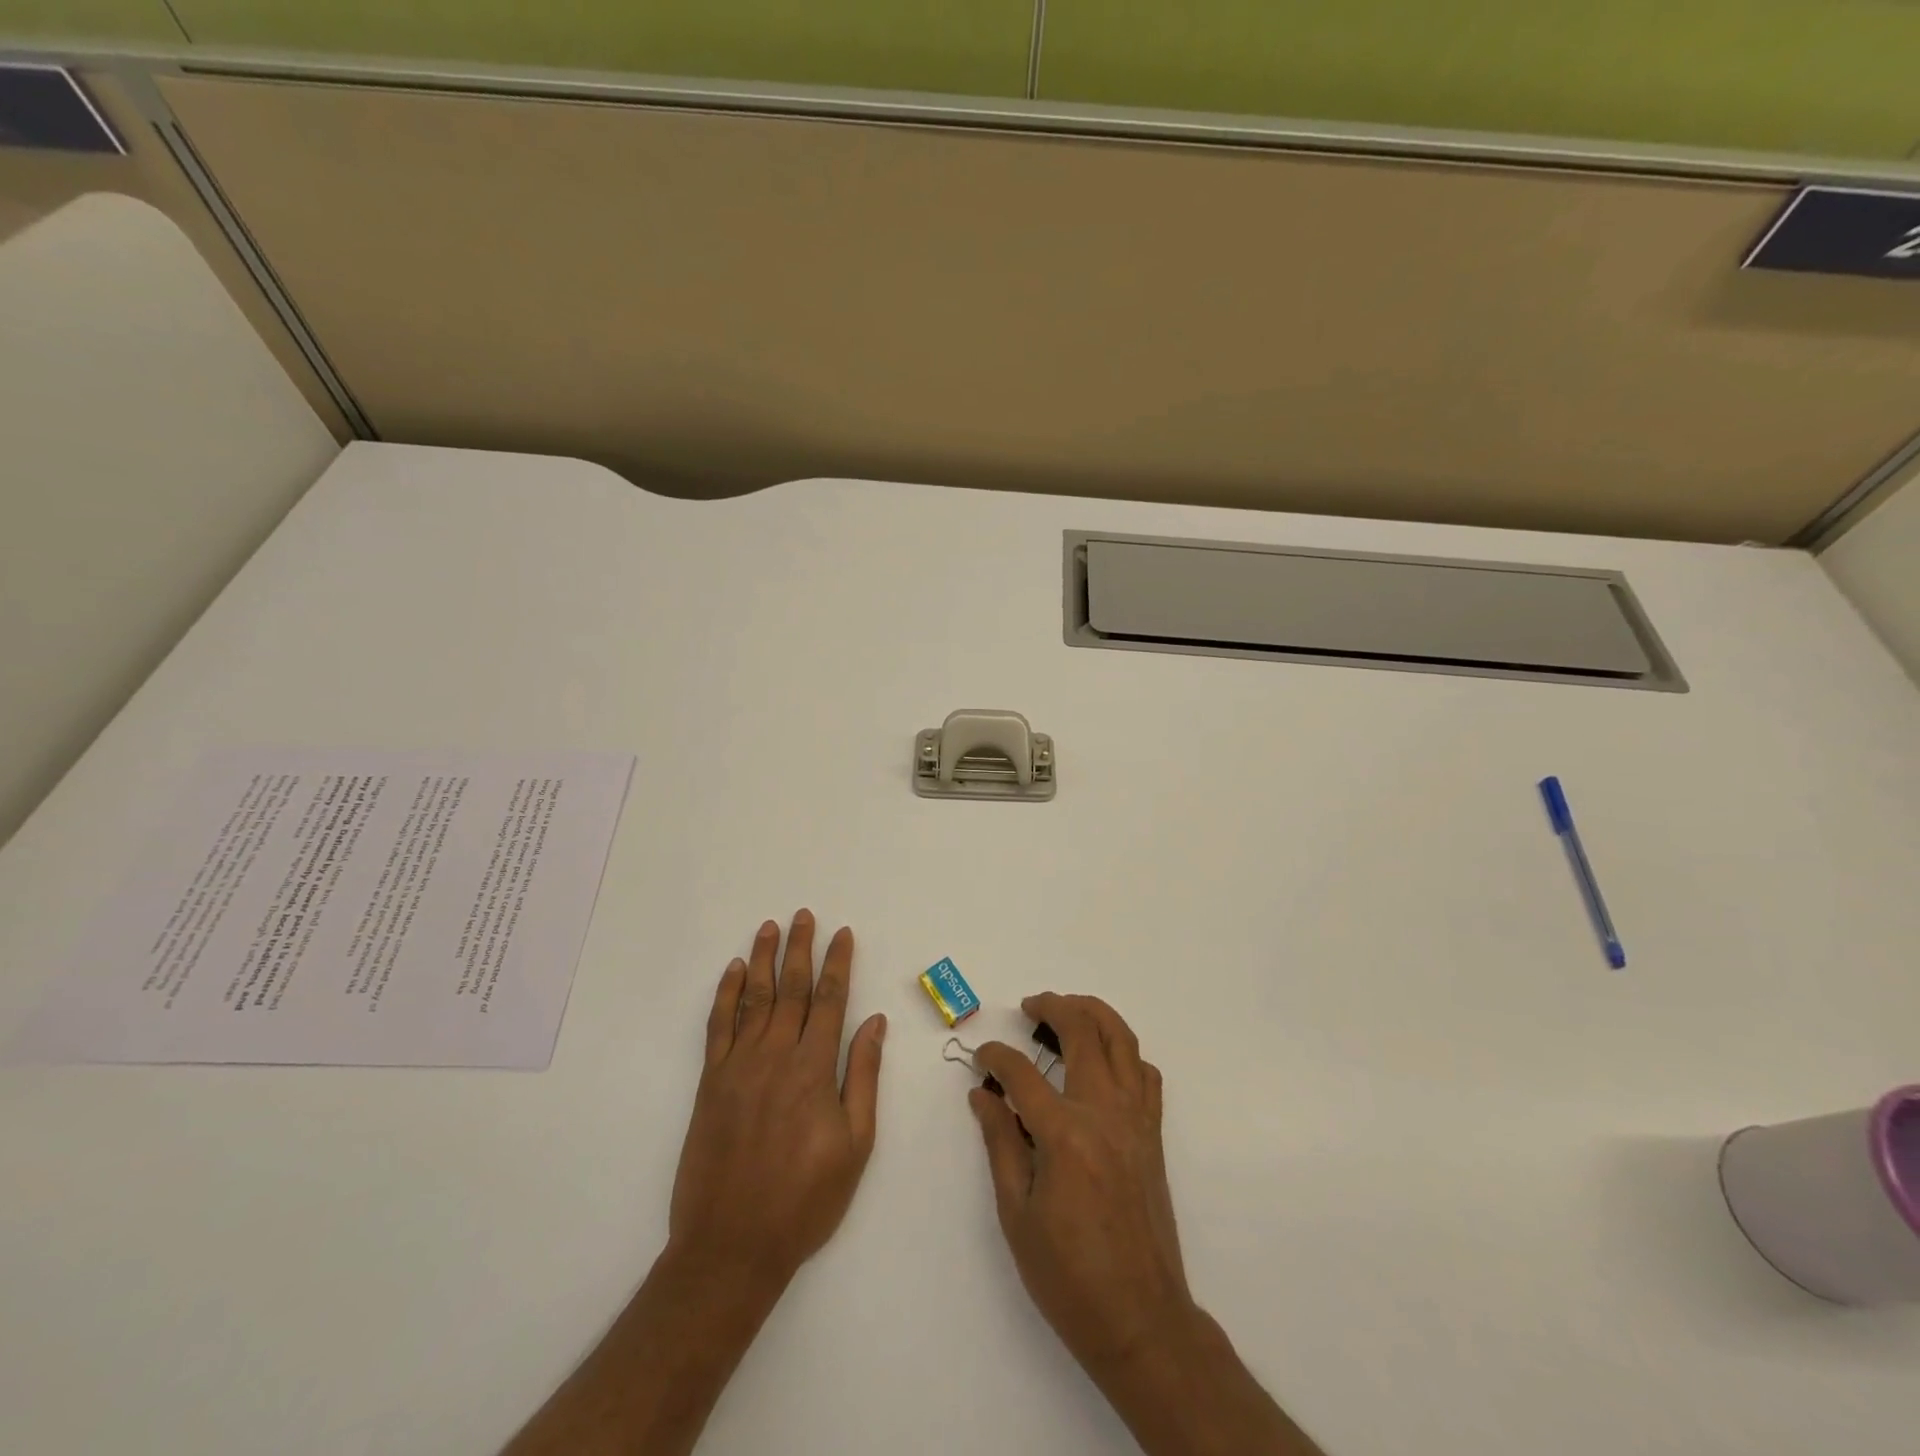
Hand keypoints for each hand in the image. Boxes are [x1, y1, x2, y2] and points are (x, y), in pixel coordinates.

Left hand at [669, 910, 886, 1288]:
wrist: (731, 1245)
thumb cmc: (805, 1199)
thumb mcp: (854, 1144)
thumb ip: (863, 1076)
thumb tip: (874, 1022)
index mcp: (814, 1069)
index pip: (831, 1000)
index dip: (838, 963)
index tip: (842, 933)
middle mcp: (776, 1055)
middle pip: (791, 988)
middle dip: (800, 948)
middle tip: (803, 915)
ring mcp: (738, 1065)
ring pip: (753, 997)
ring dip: (762, 959)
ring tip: (769, 927)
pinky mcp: (710, 1082)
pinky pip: (717, 1026)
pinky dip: (725, 994)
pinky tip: (732, 971)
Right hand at [970, 993, 1192, 1379]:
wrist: (1142, 1320)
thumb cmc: (1069, 1276)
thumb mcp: (1017, 1213)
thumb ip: (999, 1142)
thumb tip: (982, 1094)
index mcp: (1064, 1134)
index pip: (1021, 1073)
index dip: (995, 1057)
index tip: (981, 1058)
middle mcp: (1104, 1112)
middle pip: (1082, 1031)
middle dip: (1052, 1008)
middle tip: (1030, 1007)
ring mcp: (1136, 1119)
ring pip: (1121, 1039)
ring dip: (1093, 1014)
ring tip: (1066, 1011)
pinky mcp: (1153, 1133)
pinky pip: (1144, 1073)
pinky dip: (1124, 1052)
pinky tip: (1102, 1061)